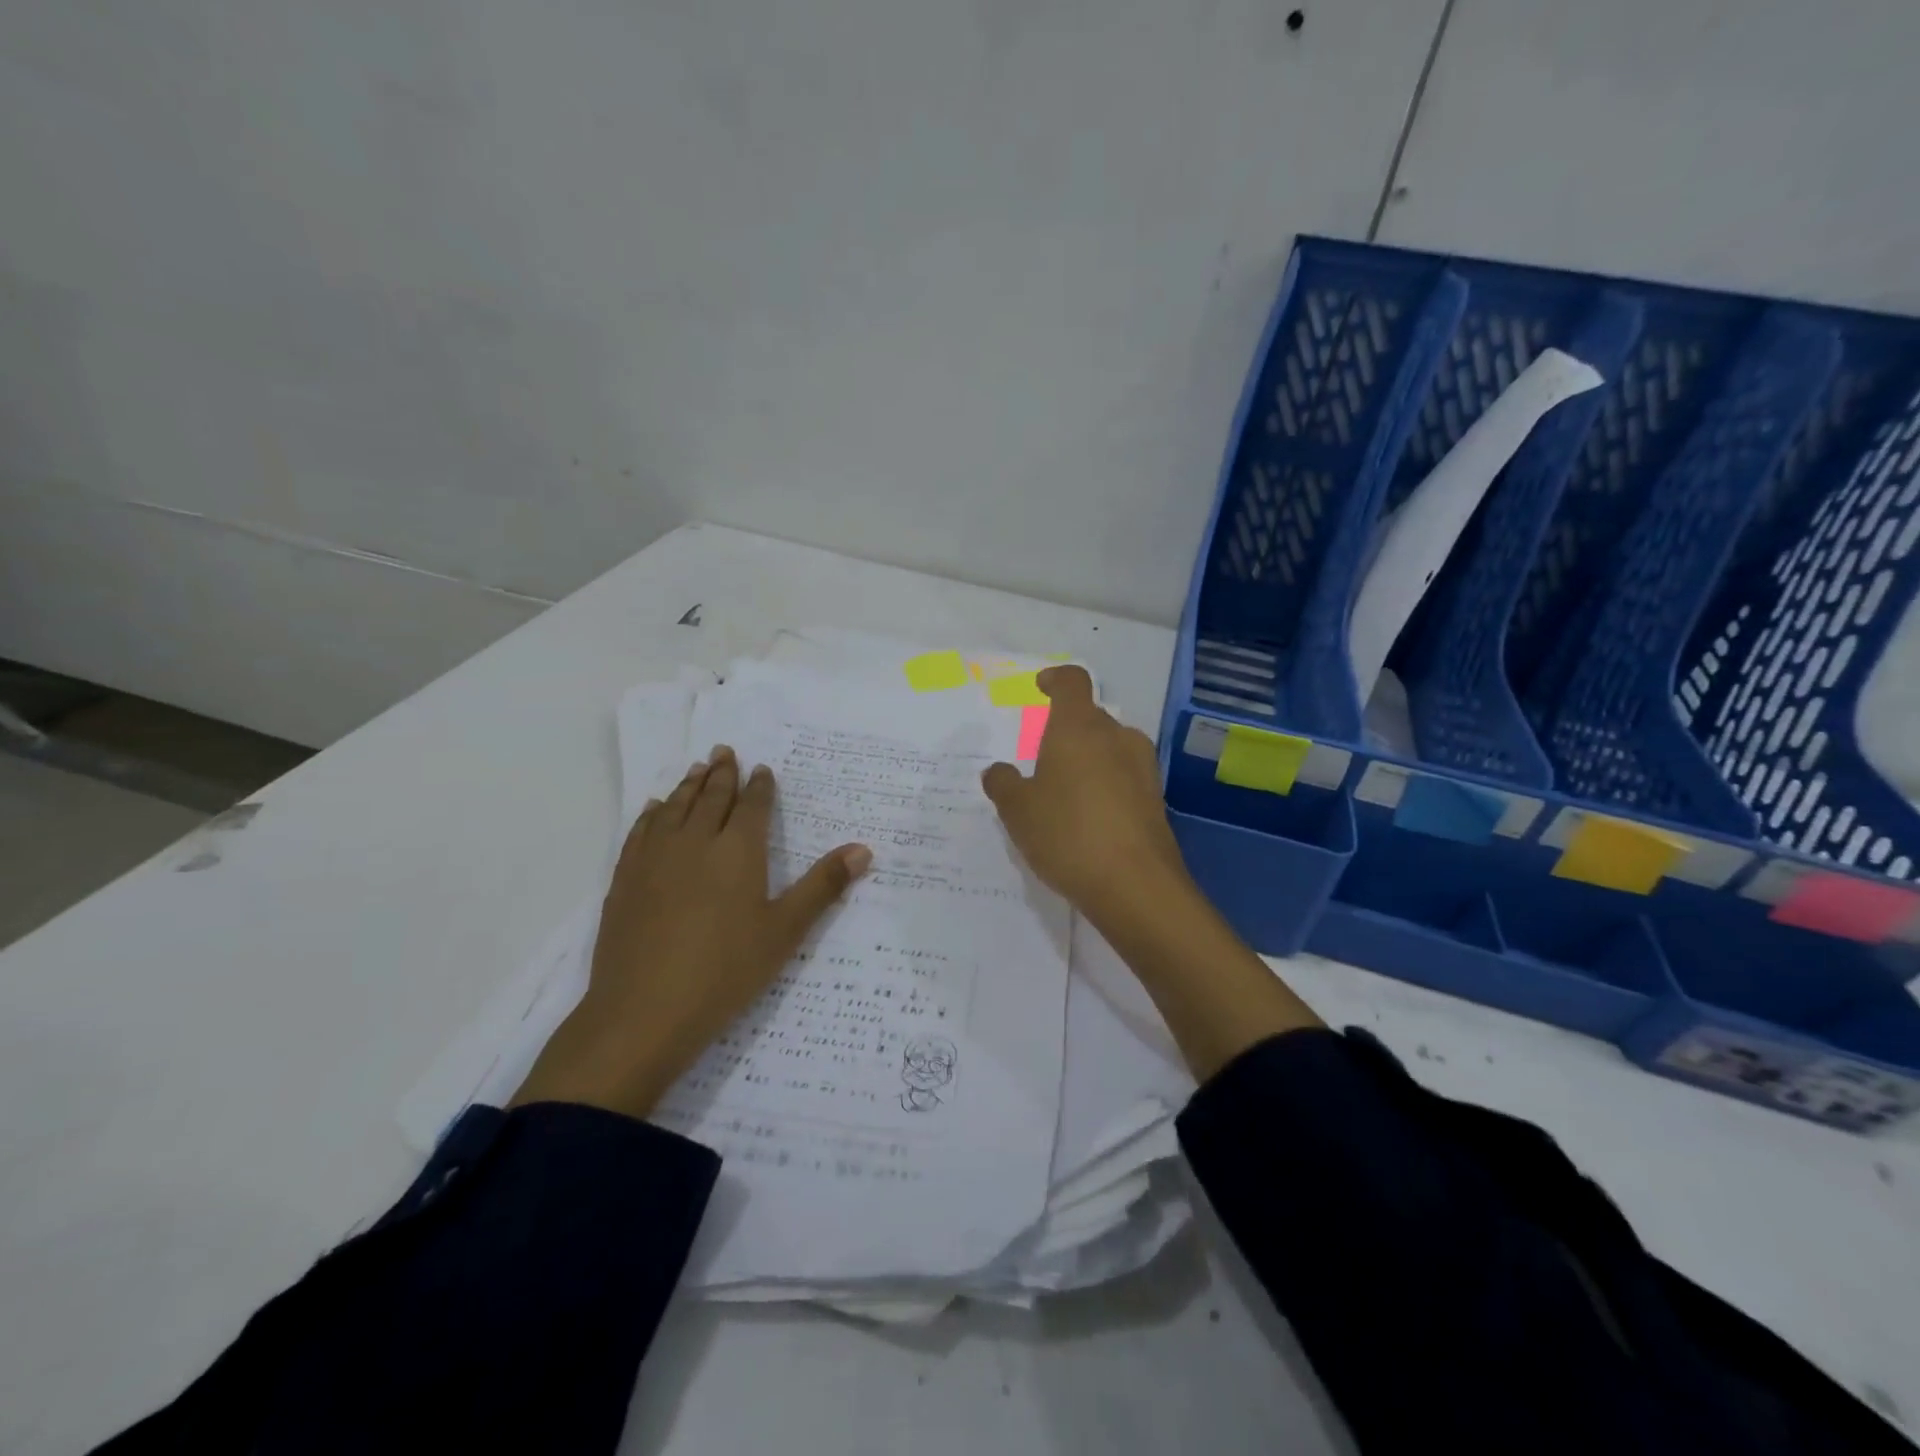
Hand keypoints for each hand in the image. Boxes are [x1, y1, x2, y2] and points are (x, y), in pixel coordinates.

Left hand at [512, 746, 871, 1119]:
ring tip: (697, 768)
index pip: (752, 806)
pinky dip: (652, 813)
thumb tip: (863, 849)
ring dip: (688, 785)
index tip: (762, 769)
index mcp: (738, 851)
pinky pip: (641, 831)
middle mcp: (695, 842)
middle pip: (711, 797)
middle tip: (725, 750)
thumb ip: (823, 886)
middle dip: (722, 773)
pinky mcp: (625, 879)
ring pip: (674, 808)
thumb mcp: (785, 931)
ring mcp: (654, 858)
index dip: (759, 786)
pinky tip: (655, 809)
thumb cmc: (725, 972)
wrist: (643, 1013)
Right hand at [980, 666, 1190, 920]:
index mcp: (1079, 727)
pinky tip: (1089, 819)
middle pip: (1091, 719)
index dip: (1056, 679)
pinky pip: (1124, 779)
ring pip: (1110, 750)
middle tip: (1043, 760)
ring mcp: (1143, 768)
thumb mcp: (1018, 810)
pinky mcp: (1156, 800)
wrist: (1135, 885)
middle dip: (1067, 732)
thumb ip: (1003, 784)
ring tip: (1064, 793)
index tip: (1042, 687)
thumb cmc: (1067, 833)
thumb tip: (998, 771)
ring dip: (1088, 761)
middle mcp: (1117, 737)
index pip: (1072, 682)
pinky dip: (1105, 787)